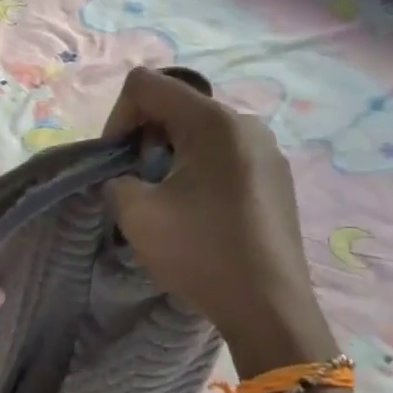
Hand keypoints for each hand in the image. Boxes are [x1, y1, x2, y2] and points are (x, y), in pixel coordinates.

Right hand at [104, 67, 335, 372]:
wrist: (269, 307)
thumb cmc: (202, 253)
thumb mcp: (137, 214)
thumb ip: (115, 180)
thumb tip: (129, 180)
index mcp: (214, 121)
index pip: (146, 84)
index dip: (117, 118)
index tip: (116, 162)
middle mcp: (246, 123)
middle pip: (175, 105)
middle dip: (144, 138)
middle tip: (139, 184)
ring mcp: (267, 150)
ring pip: (200, 132)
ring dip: (170, 156)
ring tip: (169, 201)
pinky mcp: (277, 177)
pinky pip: (225, 155)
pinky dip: (198, 170)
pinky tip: (200, 213)